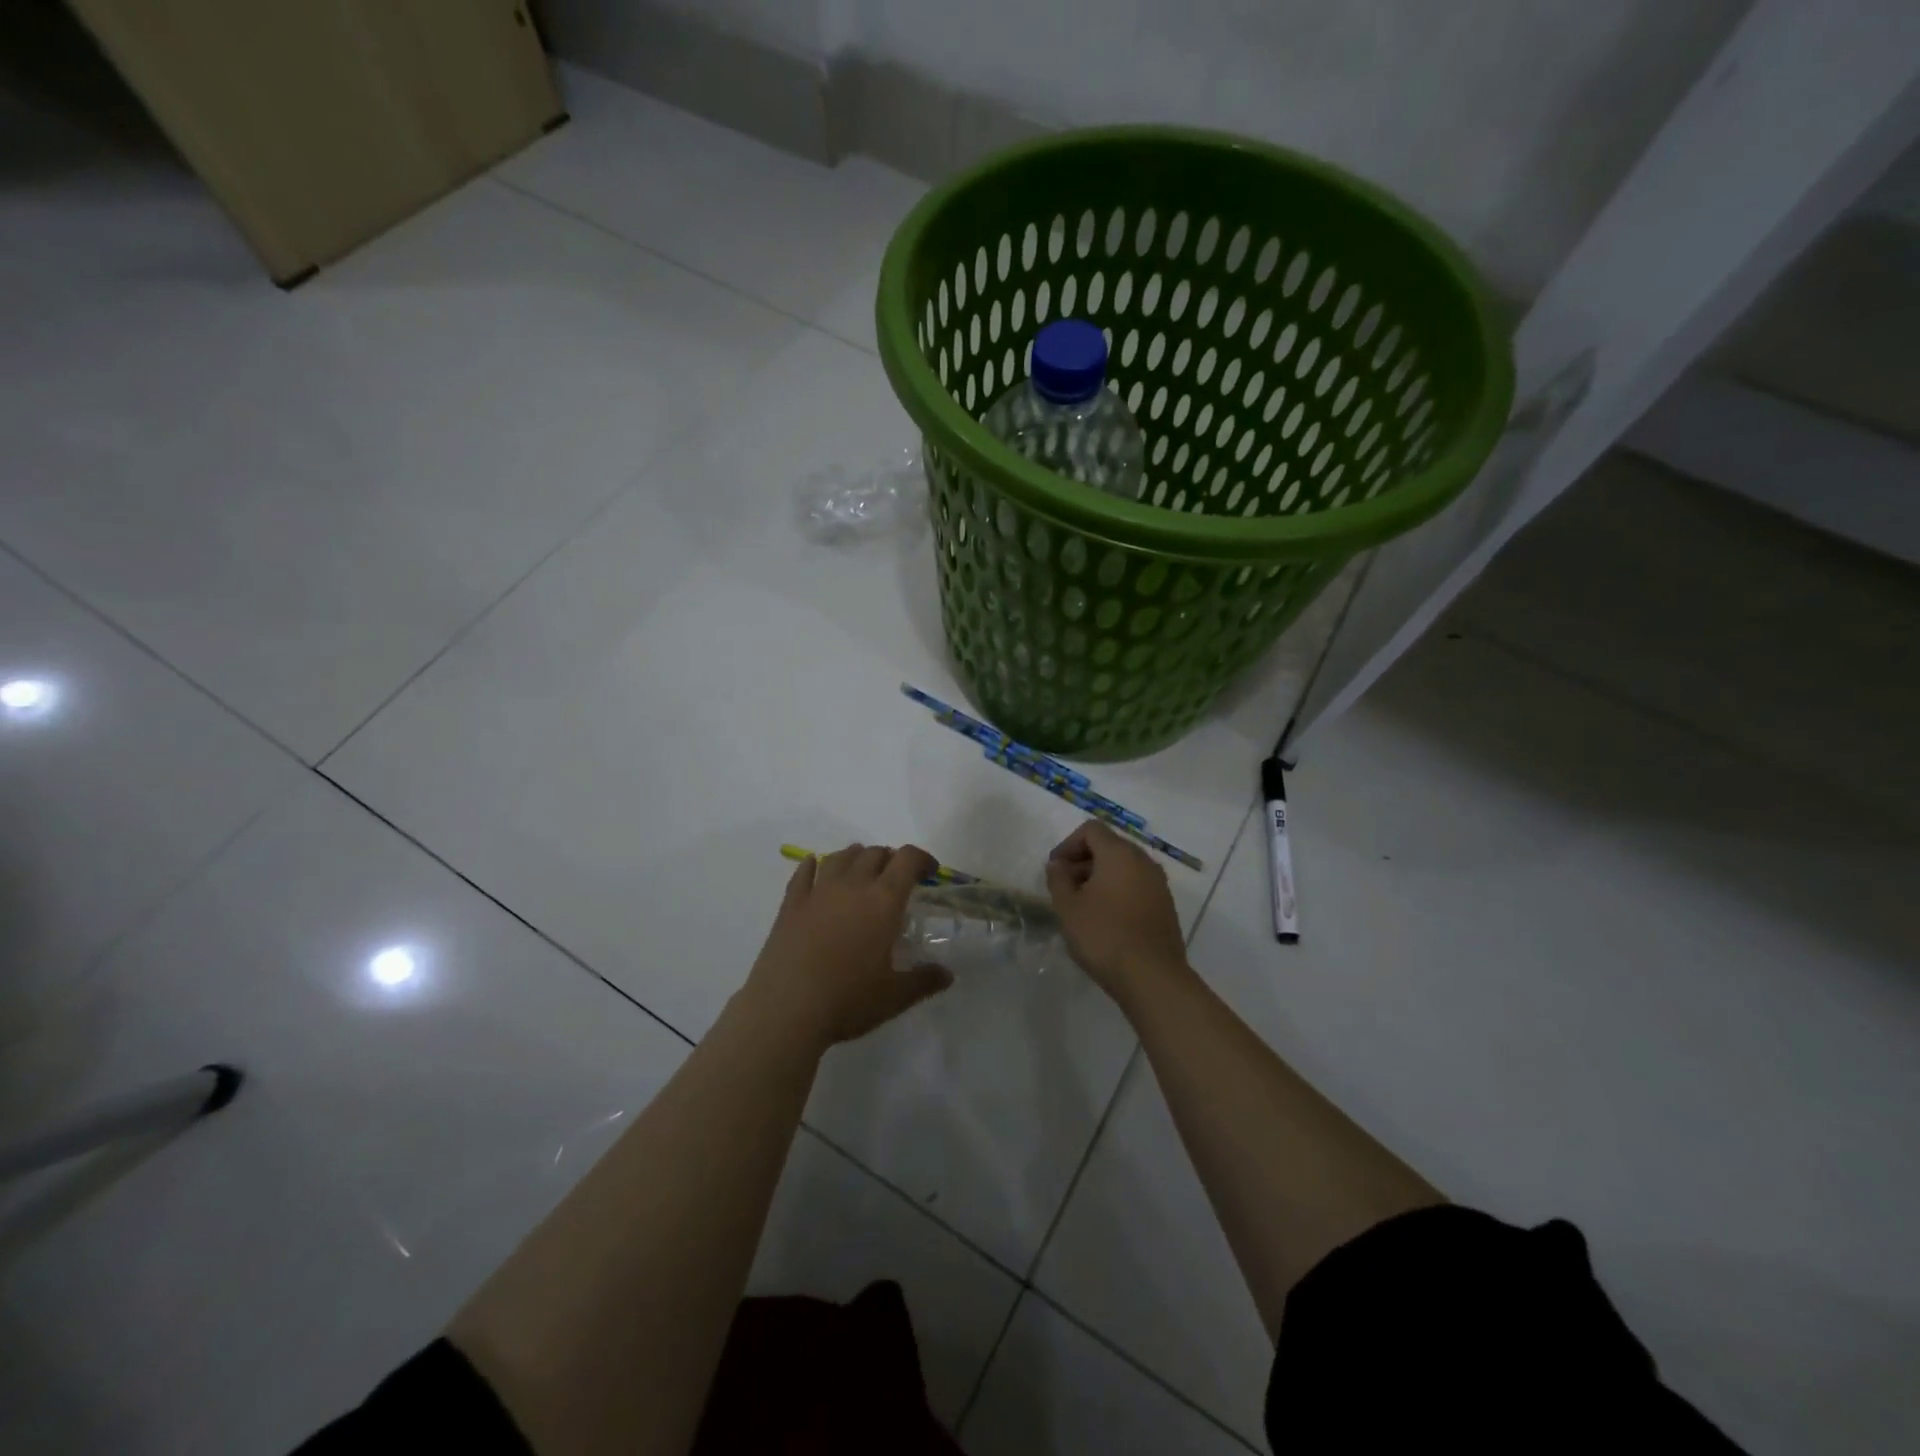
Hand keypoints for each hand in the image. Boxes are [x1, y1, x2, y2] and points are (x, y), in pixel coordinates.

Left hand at [743, 844, 951, 1049]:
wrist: (785, 1009)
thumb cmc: (847, 1000)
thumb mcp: (894, 996)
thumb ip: (924, 980)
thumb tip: (947, 975)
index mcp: (883, 900)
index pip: (908, 859)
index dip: (922, 859)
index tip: (929, 873)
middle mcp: (853, 885)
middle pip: (875, 853)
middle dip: (890, 859)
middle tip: (896, 880)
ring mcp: (818, 891)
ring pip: (840, 856)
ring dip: (856, 857)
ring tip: (861, 871)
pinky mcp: (790, 904)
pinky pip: (803, 872)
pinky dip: (813, 865)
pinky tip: (814, 867)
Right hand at [1046, 822, 1189, 1003]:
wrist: (1153, 978)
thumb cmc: (1104, 936)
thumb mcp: (1068, 907)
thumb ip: (1058, 879)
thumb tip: (1058, 865)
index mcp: (1120, 854)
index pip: (1091, 830)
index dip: (1068, 844)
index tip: (1055, 869)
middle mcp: (1143, 861)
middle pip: (1109, 846)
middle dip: (1083, 861)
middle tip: (1065, 888)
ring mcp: (1159, 884)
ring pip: (1124, 868)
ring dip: (1100, 878)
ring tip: (1083, 906)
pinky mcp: (1165, 906)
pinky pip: (1136, 886)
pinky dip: (1118, 892)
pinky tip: (1105, 920)